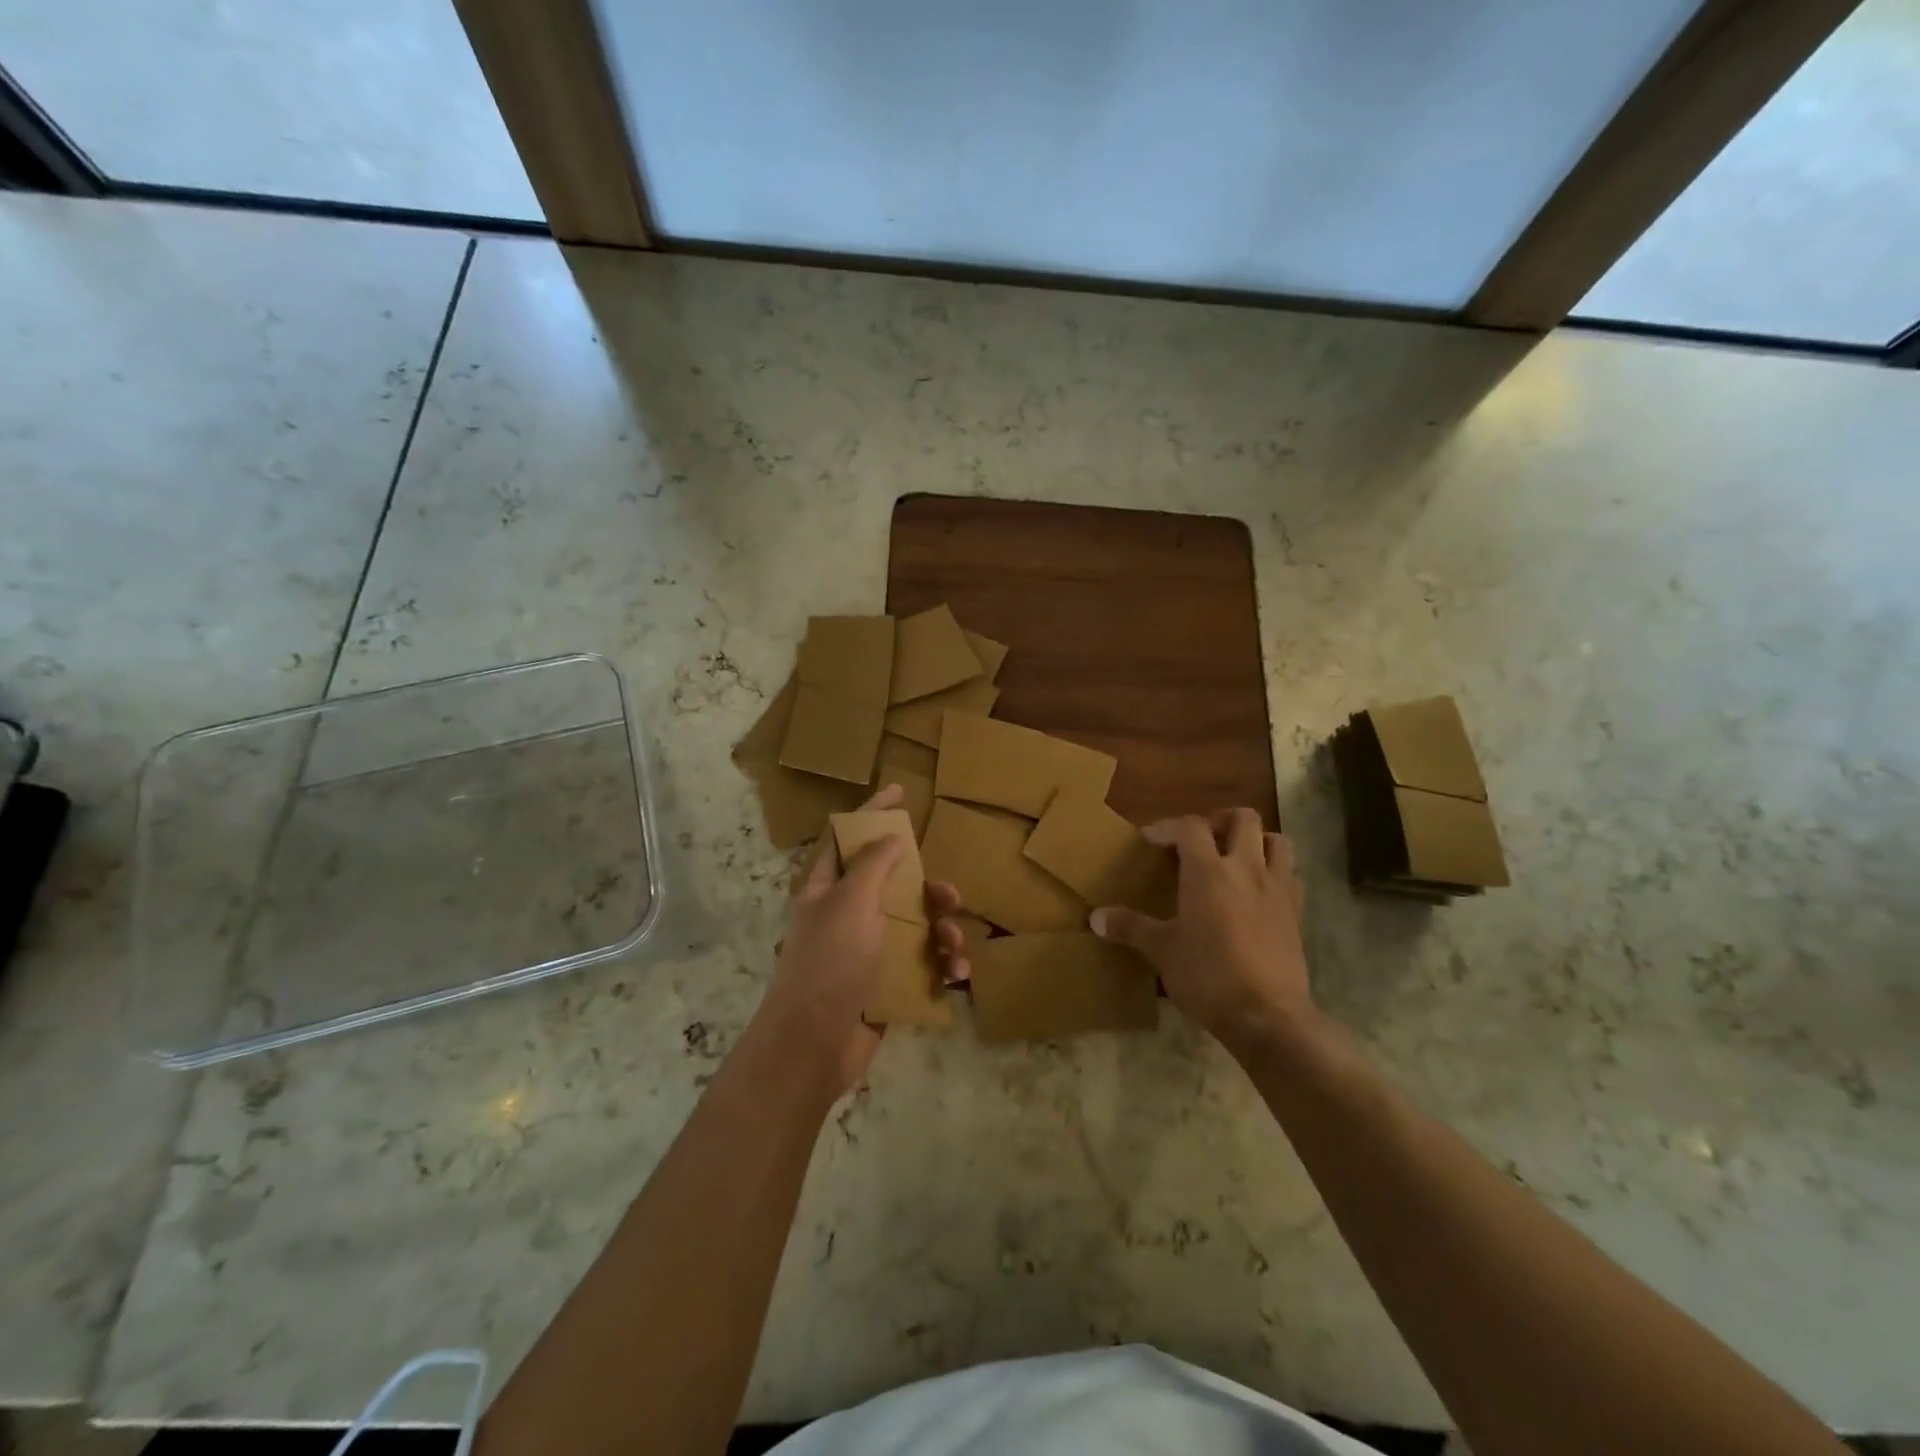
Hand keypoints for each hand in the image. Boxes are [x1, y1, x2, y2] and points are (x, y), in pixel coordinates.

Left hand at [761, 785, 969, 1094]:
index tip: (901, 791)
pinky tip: (955, 973)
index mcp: (828, 889)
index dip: (873, 814)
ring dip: (942, 930)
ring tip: (952, 942)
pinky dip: (942, 966)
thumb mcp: (851, 902)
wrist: (814, 1045)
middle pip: (894, 885)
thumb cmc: (829, 962)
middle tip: (948, 893)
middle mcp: (848, 916)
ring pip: (916, 926)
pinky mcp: (887, 984)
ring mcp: (868, 952)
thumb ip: (874, 864)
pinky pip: (923, 965)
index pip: (850, 839)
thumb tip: (892, 837)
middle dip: (926, 887)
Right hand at [1090, 809, 1315, 1056]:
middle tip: (1201, 841)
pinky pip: (1291, 876)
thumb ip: (1130, 928)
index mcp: (1208, 871)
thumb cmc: (1208, 976)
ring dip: (1257, 841)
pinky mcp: (1297, 913)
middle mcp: (1246, 869)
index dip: (1168, 827)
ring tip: (1236, 858)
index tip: (1150, 841)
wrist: (1267, 1015)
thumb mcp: (1162, 951)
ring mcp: (1277, 889)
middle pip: (1243, 819)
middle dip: (1220, 821)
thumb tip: (1095, 918)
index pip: (1190, 826)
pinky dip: (1276, 874)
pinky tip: (1259, 893)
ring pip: (1278, 841)